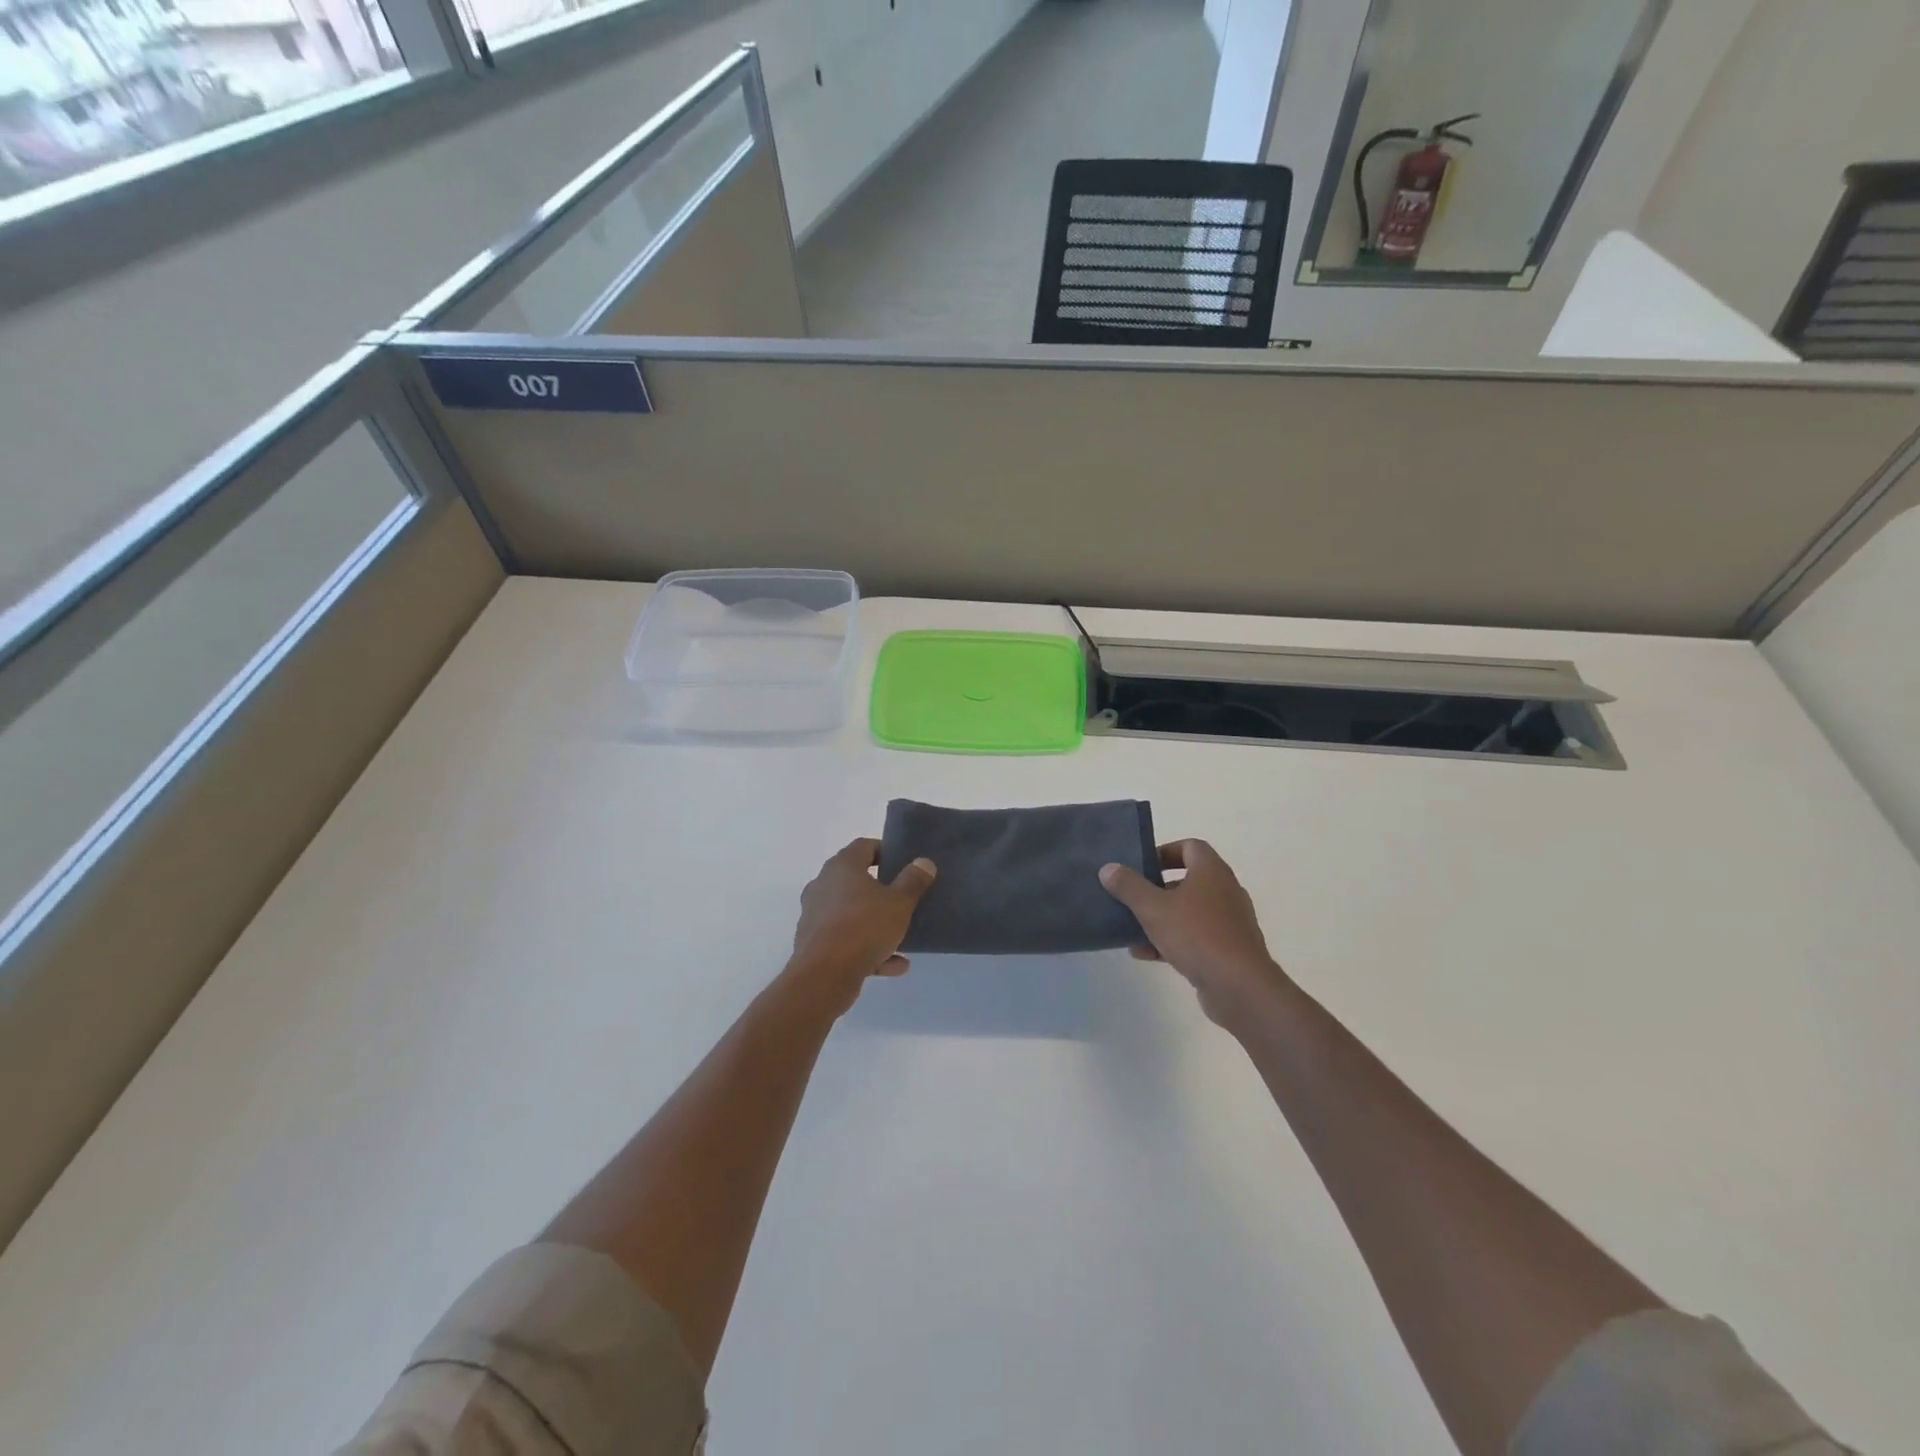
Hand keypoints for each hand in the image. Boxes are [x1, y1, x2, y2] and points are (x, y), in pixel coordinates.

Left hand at [786, 839, 936, 1014]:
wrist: (823, 976)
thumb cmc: (864, 928)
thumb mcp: (899, 903)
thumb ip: (913, 881)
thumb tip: (924, 862)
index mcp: (842, 867)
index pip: (864, 846)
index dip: (884, 851)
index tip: (903, 863)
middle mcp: (823, 885)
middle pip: (855, 880)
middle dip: (880, 889)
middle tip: (903, 897)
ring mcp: (815, 915)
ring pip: (851, 913)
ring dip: (875, 923)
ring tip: (901, 936)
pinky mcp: (813, 943)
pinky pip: (846, 940)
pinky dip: (867, 948)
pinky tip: (894, 964)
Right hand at [1099, 840, 1288, 1027]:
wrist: (1240, 987)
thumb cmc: (1196, 935)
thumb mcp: (1153, 908)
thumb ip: (1129, 886)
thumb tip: (1109, 868)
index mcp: (1211, 872)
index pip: (1190, 847)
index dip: (1164, 852)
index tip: (1141, 866)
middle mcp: (1225, 891)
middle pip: (1188, 880)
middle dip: (1157, 888)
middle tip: (1133, 897)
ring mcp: (1229, 922)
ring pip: (1190, 911)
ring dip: (1162, 918)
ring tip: (1133, 929)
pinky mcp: (1229, 949)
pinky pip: (1196, 937)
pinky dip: (1172, 941)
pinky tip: (1146, 954)